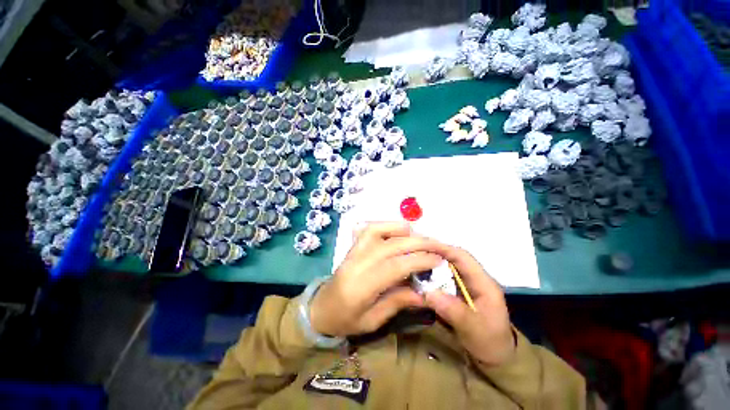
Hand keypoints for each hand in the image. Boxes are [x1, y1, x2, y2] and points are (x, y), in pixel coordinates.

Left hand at [310, 222, 443, 336]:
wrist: (320, 308)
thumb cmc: (345, 320)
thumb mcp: (372, 321)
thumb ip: (397, 303)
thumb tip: (425, 293)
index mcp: (360, 287)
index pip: (394, 266)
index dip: (419, 260)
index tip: (439, 259)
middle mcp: (355, 263)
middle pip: (390, 246)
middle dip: (418, 243)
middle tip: (438, 246)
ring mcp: (352, 251)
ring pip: (377, 231)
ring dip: (401, 230)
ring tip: (420, 236)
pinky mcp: (352, 246)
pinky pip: (369, 229)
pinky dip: (386, 225)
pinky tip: (399, 230)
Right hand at [424, 246, 515, 367]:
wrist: (498, 359)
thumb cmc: (490, 343)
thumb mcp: (474, 330)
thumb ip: (453, 310)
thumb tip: (428, 292)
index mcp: (483, 283)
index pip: (463, 257)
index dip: (444, 249)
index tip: (424, 246)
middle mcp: (475, 279)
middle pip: (454, 259)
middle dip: (435, 253)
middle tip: (414, 252)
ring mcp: (467, 285)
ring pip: (448, 267)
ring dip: (432, 263)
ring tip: (414, 261)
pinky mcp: (459, 292)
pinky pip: (444, 278)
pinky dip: (432, 275)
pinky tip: (420, 276)